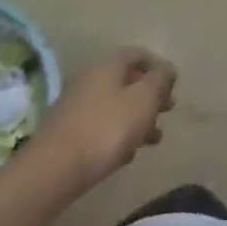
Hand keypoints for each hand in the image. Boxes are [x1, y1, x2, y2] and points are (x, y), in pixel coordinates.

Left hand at [29, 48, 176, 191]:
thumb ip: (159, 80)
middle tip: (167, 110)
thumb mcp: (143, 100)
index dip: (158, 65)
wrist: (52, 171)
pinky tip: (127, 154)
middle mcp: (89, 80)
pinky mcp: (68, 133)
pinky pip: (100, 126)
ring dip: (137, 118)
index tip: (174, 84)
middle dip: (150, 94)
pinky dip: (118, 134)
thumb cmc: (106, 129)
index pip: (137, 54)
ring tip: (153, 139)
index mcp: (107, 66)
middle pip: (126, 80)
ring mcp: (75, 107)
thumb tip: (166, 68)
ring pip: (115, 105)